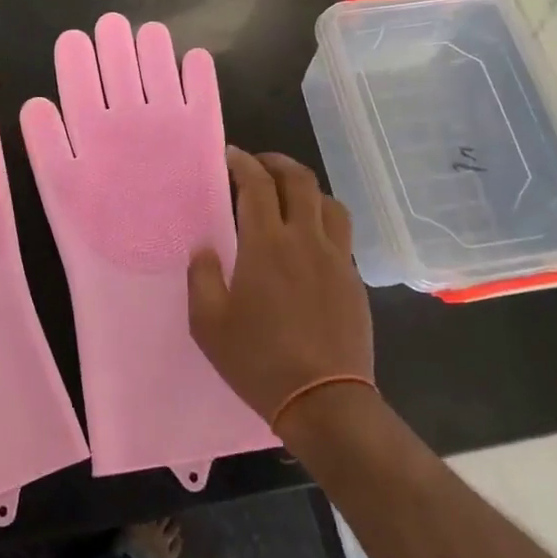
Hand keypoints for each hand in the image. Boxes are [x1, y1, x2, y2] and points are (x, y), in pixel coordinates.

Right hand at [188, 149, 374, 426]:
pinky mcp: (353, 280)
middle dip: (276, 163)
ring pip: (329, 202)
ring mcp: (336, 259)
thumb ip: (202, 277)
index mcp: (266, 244)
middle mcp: (306, 239)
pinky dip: (322, 219)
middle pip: (299, 180)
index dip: (243, 163)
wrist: (325, 401)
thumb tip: (205, 249)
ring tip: (288, 194)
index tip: (230, 156)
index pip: (257, 184)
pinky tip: (309, 238)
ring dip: (306, 188)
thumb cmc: (258, 360)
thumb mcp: (209, 323)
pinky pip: (341, 233)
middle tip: (258, 164)